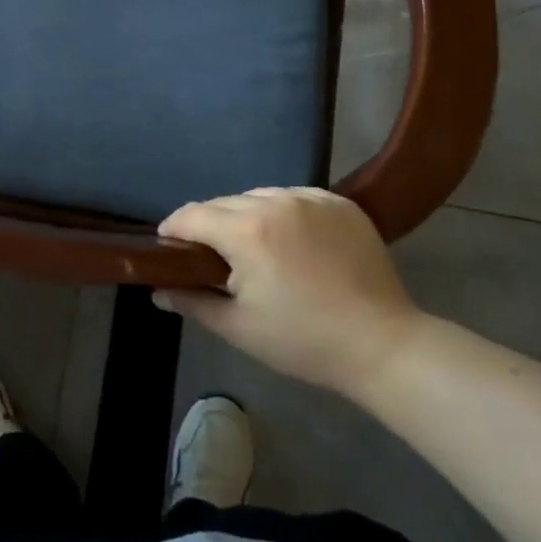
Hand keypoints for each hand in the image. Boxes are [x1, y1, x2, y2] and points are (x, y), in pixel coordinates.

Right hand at [156, 188, 422, 397]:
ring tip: (255, 248)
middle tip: (213, 258)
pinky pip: (294, 197)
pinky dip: (283, 213)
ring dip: (246, 216)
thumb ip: (192, 302)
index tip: (169, 248)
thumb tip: (158, 290)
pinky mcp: (338, 202)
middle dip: (209, 225)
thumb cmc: (303, 341)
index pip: (192, 215)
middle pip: (224, 203)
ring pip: (259, 196)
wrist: (383, 345)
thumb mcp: (239, 328)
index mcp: (246, 231)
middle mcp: (275, 202)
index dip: (173, 230)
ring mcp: (310, 198)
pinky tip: (292, 241)